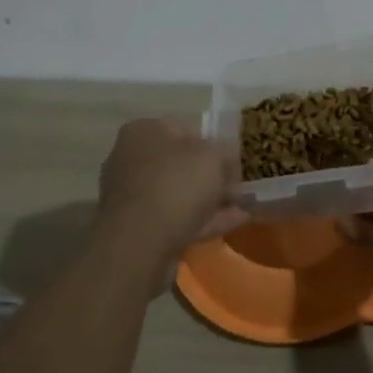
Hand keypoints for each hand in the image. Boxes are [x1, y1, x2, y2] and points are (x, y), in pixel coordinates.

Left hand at [97, 119, 247, 260]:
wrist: (140, 242)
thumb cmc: (176, 185)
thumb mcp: (213, 157)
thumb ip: (224, 153)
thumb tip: (226, 161)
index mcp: (143, 131)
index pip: (184, 131)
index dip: (214, 145)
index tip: (234, 163)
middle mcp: (131, 158)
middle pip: (181, 165)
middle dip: (211, 177)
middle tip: (238, 189)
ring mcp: (131, 195)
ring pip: (179, 194)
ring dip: (209, 201)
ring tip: (242, 209)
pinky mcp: (136, 227)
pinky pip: (175, 219)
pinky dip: (202, 220)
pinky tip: (231, 224)